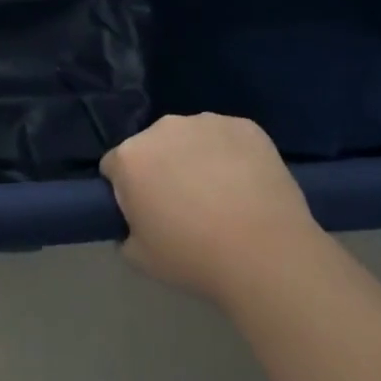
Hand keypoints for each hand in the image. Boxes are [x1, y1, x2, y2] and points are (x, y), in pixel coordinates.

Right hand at [100, 114, 319, 306]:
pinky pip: (228, 138)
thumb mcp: (140, 258)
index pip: (114, 166)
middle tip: (185, 205)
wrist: (266, 254)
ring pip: (191, 137)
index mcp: (130, 157)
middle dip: (162, 167)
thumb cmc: (194, 258)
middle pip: (153, 146)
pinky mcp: (245, 126)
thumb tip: (133, 224)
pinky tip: (247, 185)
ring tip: (222, 195)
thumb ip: (125, 233)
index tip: (145, 212)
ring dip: (196, 157)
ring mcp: (206, 122)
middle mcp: (163, 128)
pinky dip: (232, 155)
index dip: (126, 190)